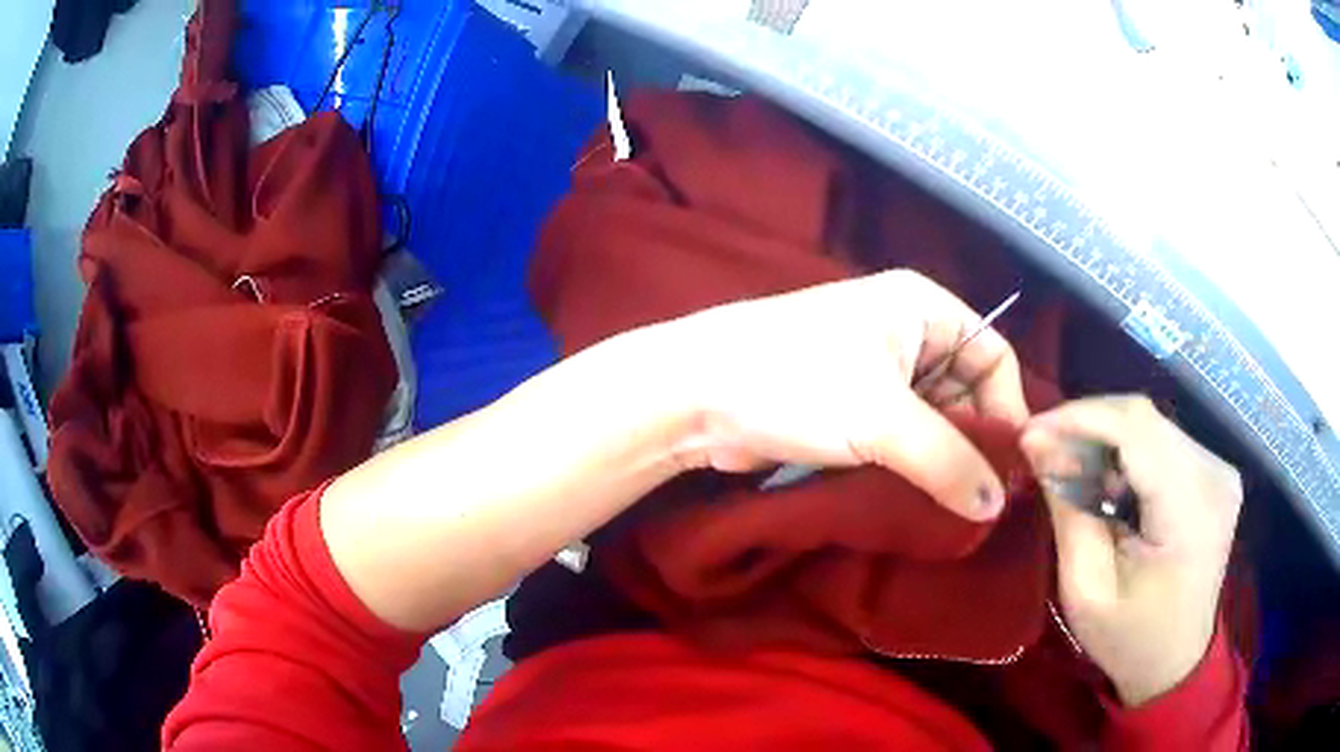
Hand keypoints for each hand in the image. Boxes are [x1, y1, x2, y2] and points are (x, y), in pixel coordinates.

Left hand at [661, 270, 1027, 520]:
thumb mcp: (884, 420)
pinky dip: (912, 470)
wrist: (695, 395)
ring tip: (955, 513)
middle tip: (983, 504)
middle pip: (966, 392)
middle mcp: (906, 334)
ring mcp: (876, 373)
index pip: (993, 355)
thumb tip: (996, 506)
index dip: (1008, 410)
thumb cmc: (796, 383)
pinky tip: (921, 506)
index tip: (1009, 471)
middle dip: (975, 444)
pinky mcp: (849, 410)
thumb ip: (948, 462)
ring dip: (943, 464)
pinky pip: (900, 440)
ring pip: (933, 422)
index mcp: (922, 309)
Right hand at [1020, 396, 1242, 705]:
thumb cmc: (1129, 640)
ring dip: (1107, 438)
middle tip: (1045, 450)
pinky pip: (1165, 439)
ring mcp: (1220, 469)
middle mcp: (1214, 473)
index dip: (1080, 418)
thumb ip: (1068, 512)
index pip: (1136, 429)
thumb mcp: (1086, 591)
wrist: (1177, 662)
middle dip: (1088, 425)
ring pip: (1153, 424)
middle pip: (1144, 418)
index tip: (1030, 432)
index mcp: (1190, 510)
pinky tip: (1110, 481)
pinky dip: (1129, 450)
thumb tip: (1038, 444)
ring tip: (1074, 470)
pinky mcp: (1216, 471)